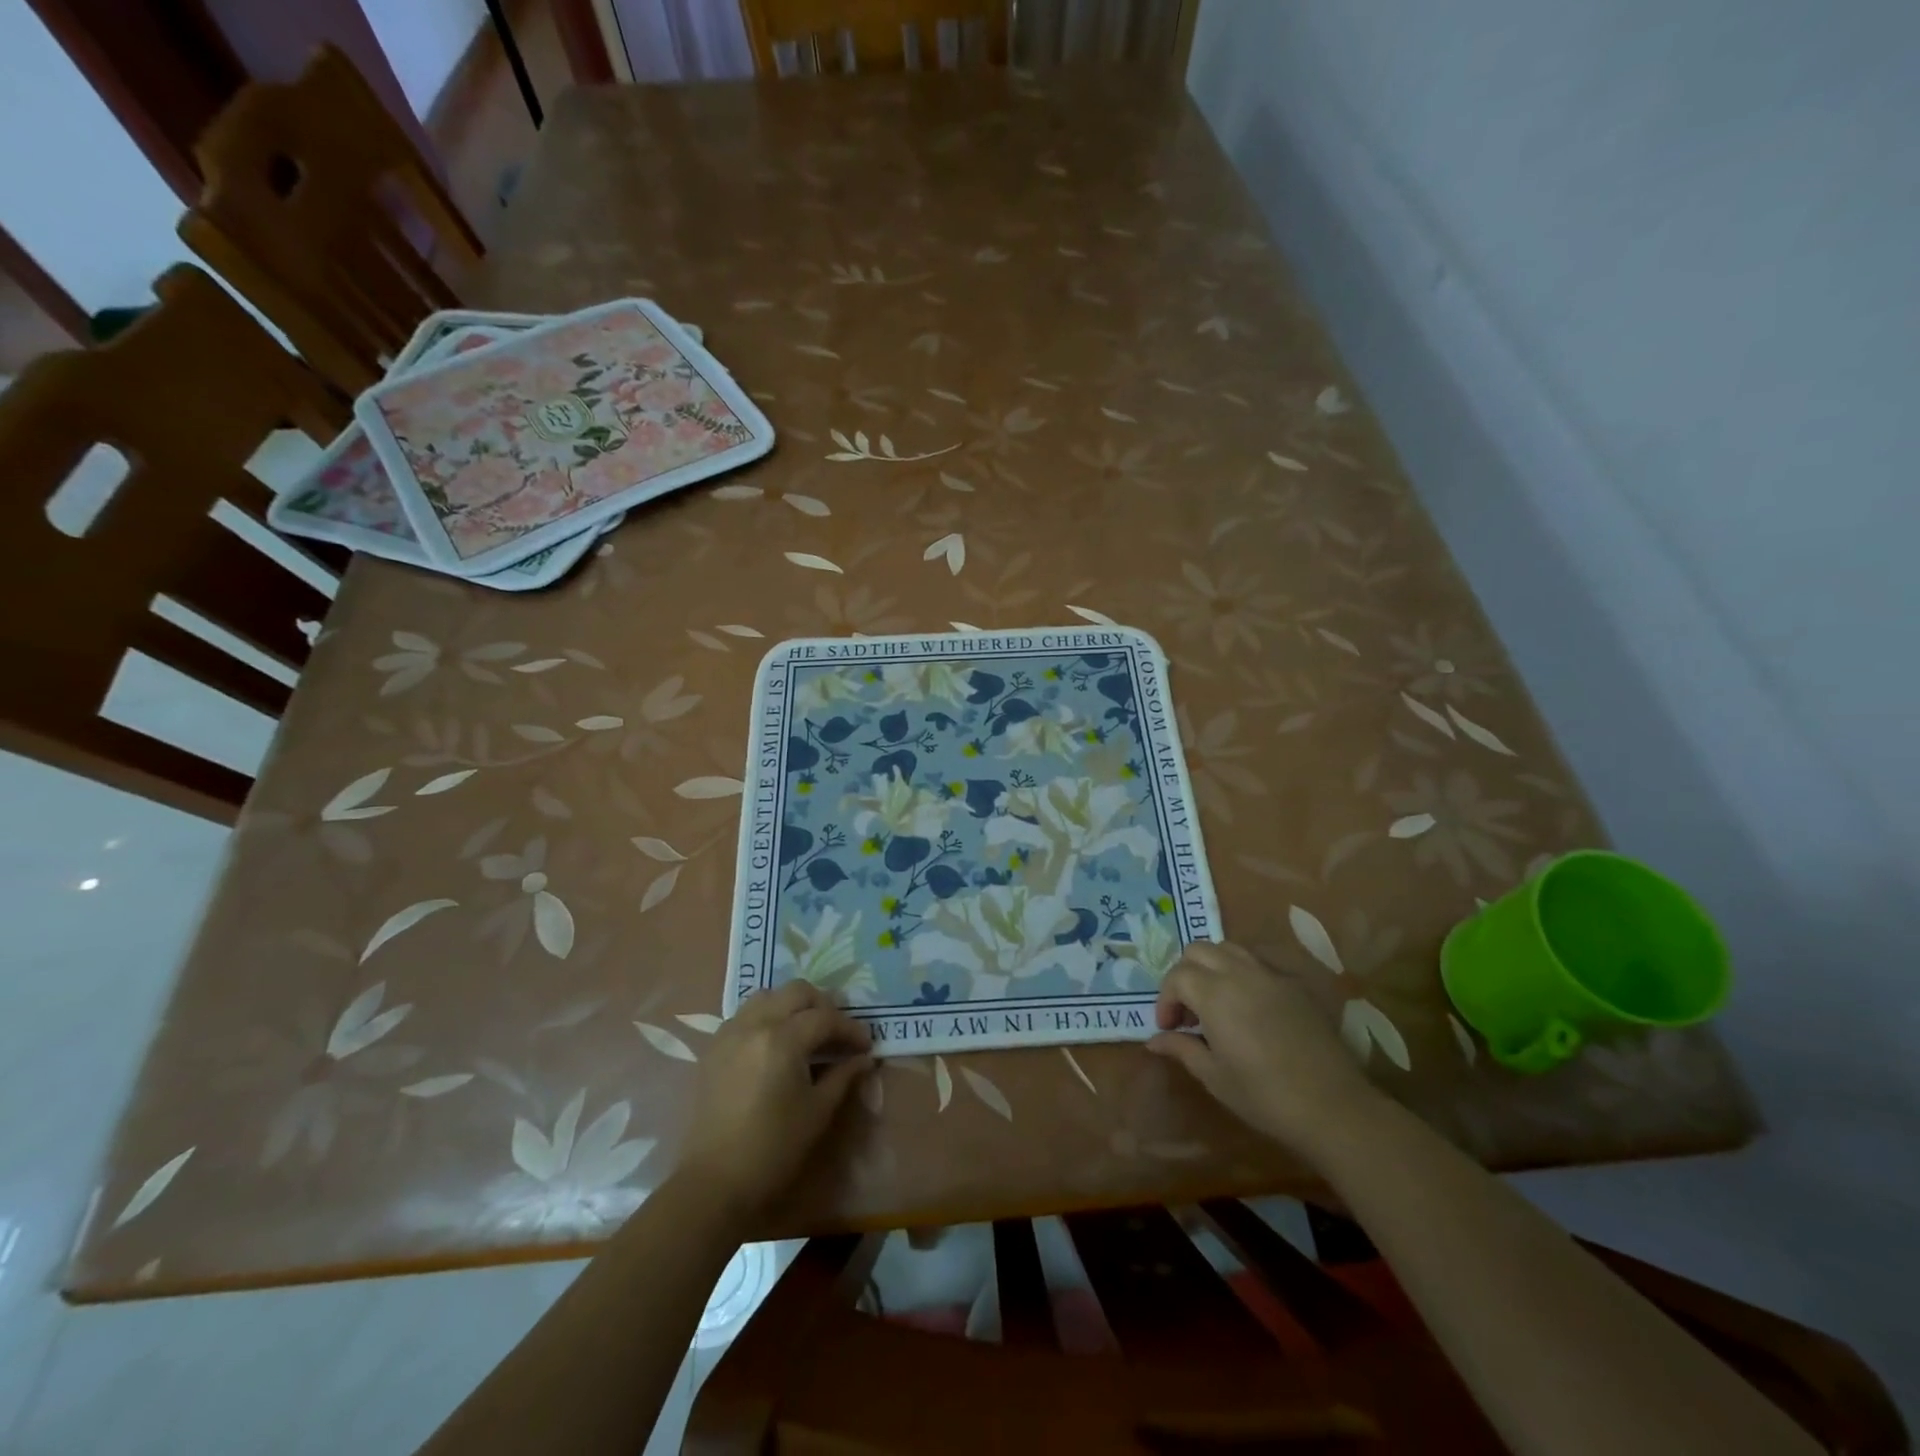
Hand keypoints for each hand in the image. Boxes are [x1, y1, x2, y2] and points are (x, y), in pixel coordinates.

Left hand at [673, 981, 872, 1221]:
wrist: (714, 1182)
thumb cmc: (773, 1149)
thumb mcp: (818, 1111)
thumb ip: (843, 1076)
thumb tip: (864, 1058)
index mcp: (782, 1039)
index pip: (825, 1018)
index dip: (850, 1029)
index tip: (866, 1045)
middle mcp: (755, 1024)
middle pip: (797, 992)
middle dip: (823, 1005)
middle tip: (838, 1031)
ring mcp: (730, 1032)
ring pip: (768, 996)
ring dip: (792, 1005)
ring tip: (807, 1030)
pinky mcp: (714, 1047)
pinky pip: (745, 1014)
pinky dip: (767, 1016)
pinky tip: (776, 1042)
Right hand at [1148, 941, 1382, 1160]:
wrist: (1333, 1107)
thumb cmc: (1264, 1096)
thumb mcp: (1214, 1077)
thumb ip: (1182, 1049)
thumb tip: (1154, 1039)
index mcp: (1215, 994)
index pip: (1177, 976)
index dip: (1166, 999)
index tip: (1169, 1028)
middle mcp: (1240, 973)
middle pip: (1199, 950)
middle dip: (1184, 974)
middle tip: (1187, 1010)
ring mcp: (1270, 975)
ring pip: (1229, 948)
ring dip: (1212, 966)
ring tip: (1214, 1000)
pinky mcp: (1294, 985)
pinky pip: (1258, 962)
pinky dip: (1241, 971)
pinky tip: (1247, 1004)